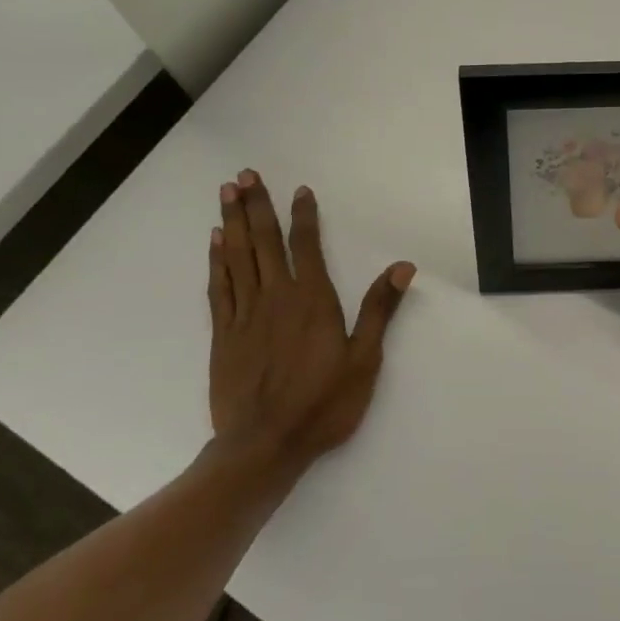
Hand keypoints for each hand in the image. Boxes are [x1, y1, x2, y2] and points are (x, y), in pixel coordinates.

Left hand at [208, 170, 414, 475]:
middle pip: (265, 241)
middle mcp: (276, 297)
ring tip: (227, 192)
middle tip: (244, 175)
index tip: (300, 189)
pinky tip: (216, 241)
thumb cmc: (322, 404)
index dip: (303, 215)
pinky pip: (219, 287)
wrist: (265, 445)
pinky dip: (217, 260)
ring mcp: (245, 314)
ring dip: (234, 222)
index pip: (306, 246)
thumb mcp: (364, 360)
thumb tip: (403, 267)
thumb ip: (379, 310)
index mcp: (312, 300)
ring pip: (238, 257)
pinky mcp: (224, 334)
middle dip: (257, 205)